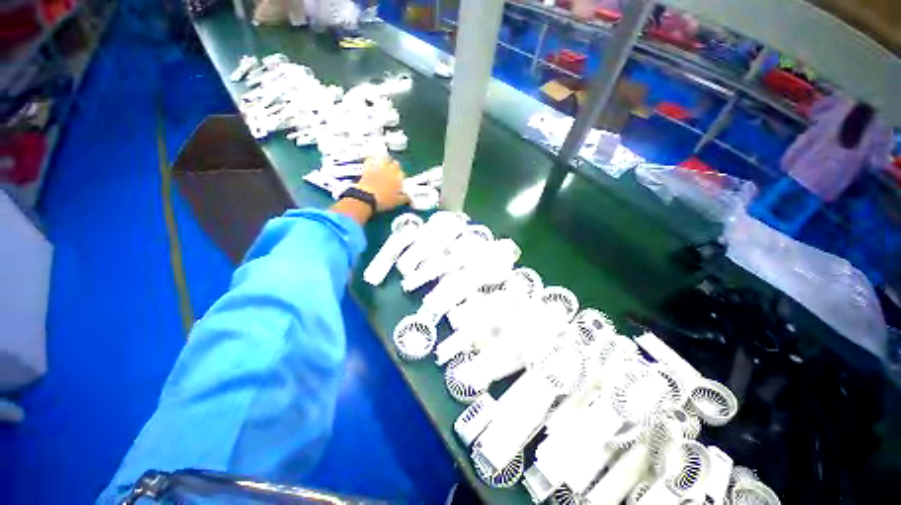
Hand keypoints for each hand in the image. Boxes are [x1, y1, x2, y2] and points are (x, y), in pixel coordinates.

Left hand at [356, 155, 408, 211]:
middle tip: (394, 171)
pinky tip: (372, 161)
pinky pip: (371, 159)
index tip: (400, 181)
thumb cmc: (384, 201)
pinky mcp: (367, 167)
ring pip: (384, 158)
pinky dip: (373, 159)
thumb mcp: (397, 202)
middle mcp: (390, 171)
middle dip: (396, 167)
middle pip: (395, 164)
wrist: (366, 198)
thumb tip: (409, 198)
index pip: (403, 174)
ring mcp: (378, 167)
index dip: (402, 177)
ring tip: (385, 162)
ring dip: (386, 159)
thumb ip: (405, 198)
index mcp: (398, 178)